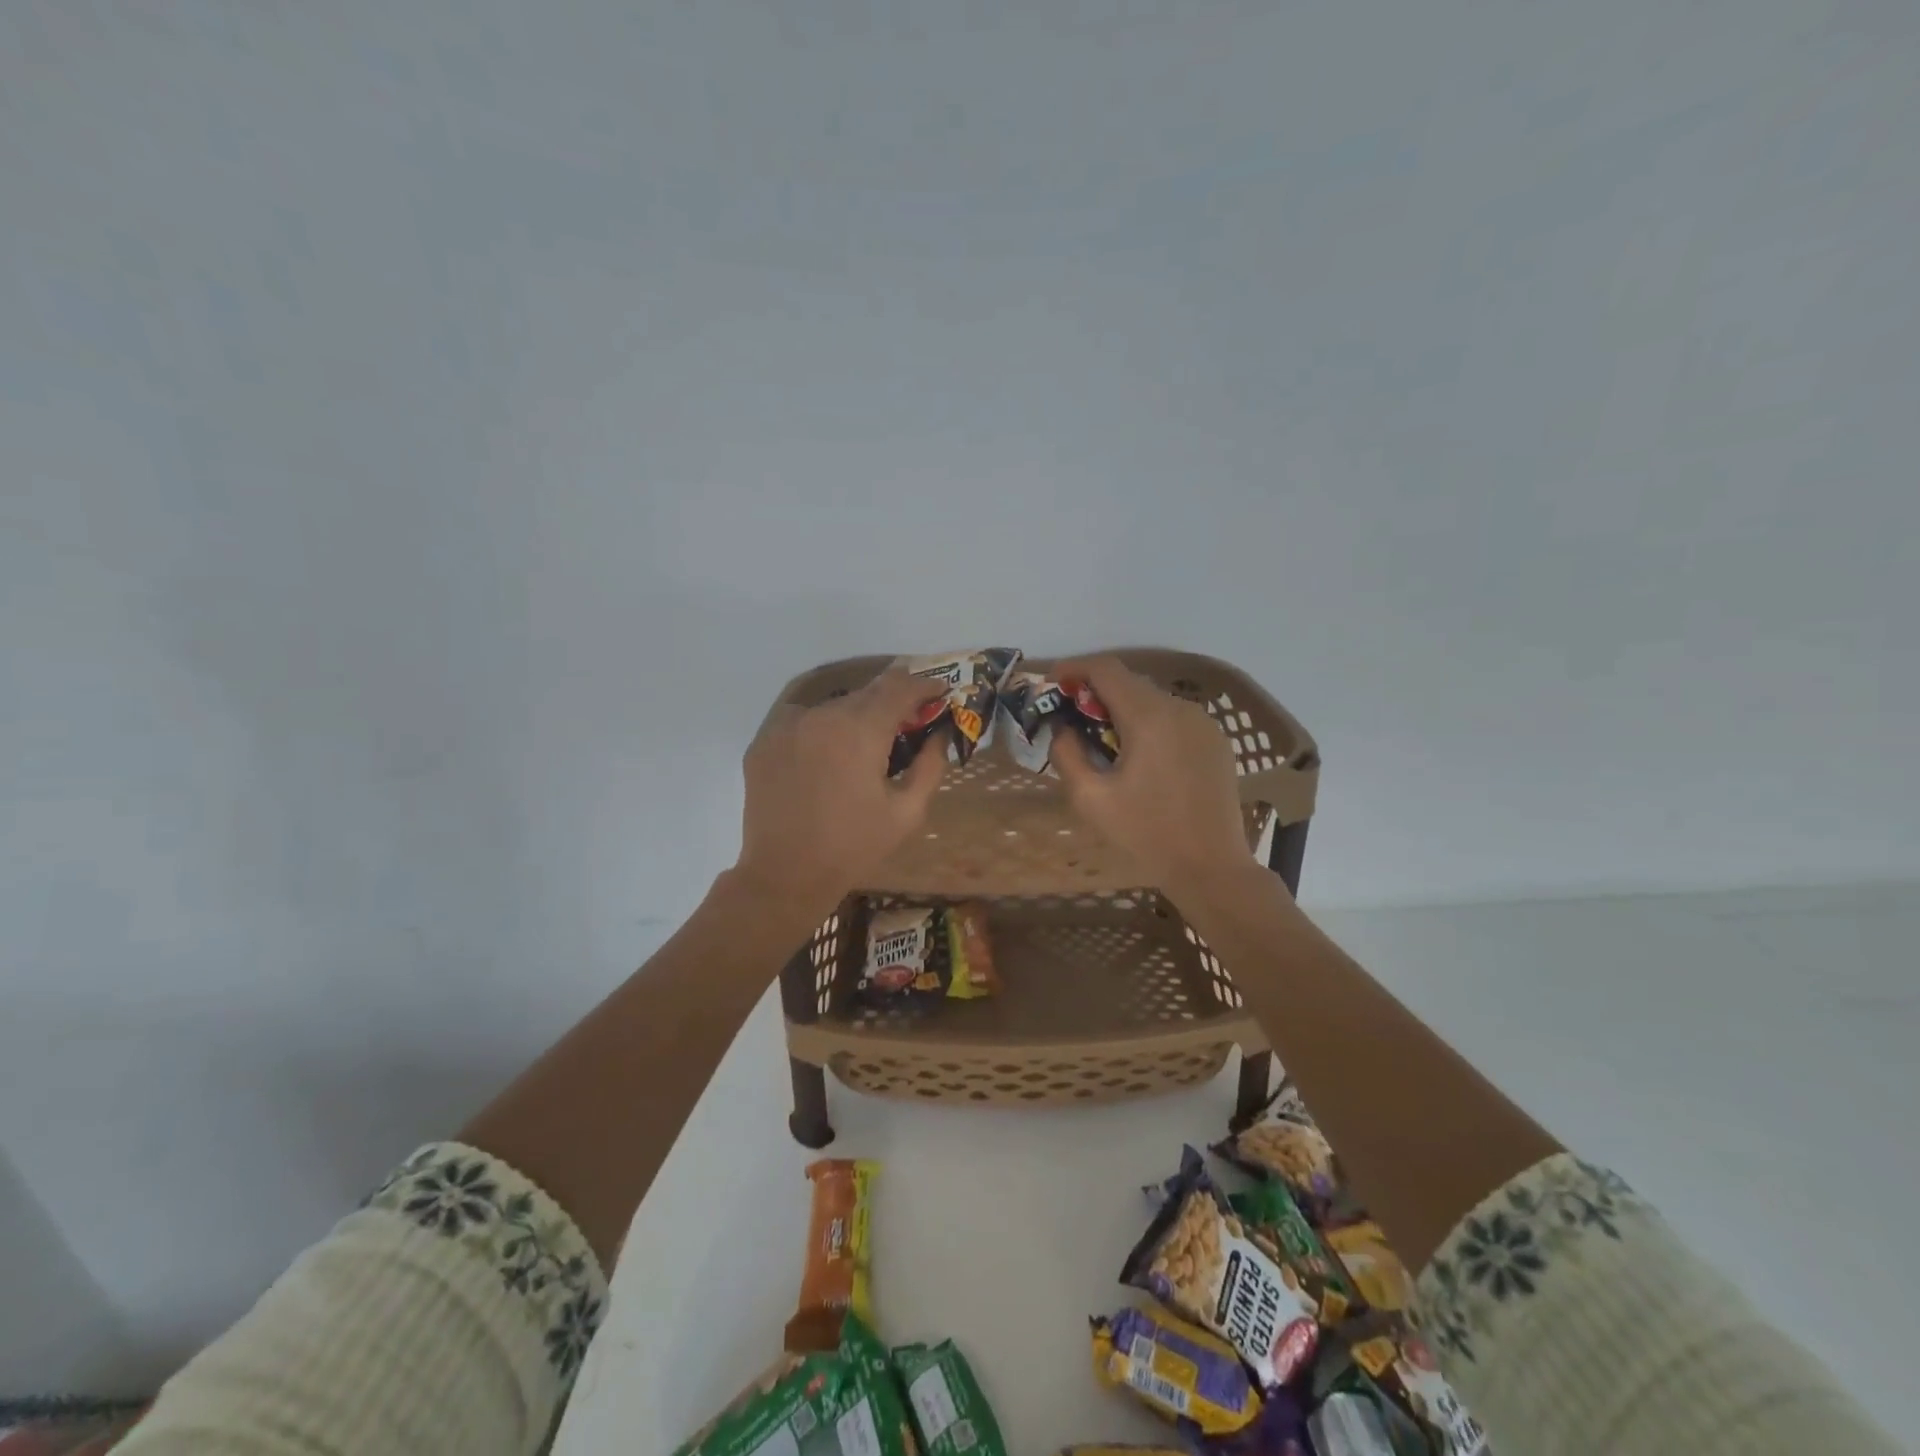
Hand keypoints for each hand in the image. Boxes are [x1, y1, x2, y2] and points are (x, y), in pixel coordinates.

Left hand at [734, 670, 946, 913]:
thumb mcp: (907, 812)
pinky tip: (828, 759)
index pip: (899, 686)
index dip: (924, 684)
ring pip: (833, 707)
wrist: (784, 876)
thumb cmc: (853, 847)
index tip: (940, 692)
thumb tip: (940, 734)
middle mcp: (820, 715)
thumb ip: (930, 765)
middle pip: (866, 694)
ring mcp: (786, 725)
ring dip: (855, 718)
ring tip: (864, 748)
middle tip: (908, 724)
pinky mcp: (764, 741)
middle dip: (892, 703)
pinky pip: (802, 722)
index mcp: (860, 730)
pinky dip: (822, 730)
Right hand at [1049, 656, 1257, 896]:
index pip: (1106, 669)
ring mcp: (1204, 723)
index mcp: (1148, 717)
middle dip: (1095, 693)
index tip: (1053, 685)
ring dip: (1123, 709)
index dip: (1074, 669)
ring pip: (1153, 699)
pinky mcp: (1217, 741)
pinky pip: (1174, 718)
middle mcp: (1180, 708)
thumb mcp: (1090, 798)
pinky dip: (1149, 723)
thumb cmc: (1146, 834)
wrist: (1211, 867)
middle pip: (1130, 682)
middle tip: (1072, 720)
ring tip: (1105, 742)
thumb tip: (1062, 728)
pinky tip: (1141, 756)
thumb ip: (1066, 754)